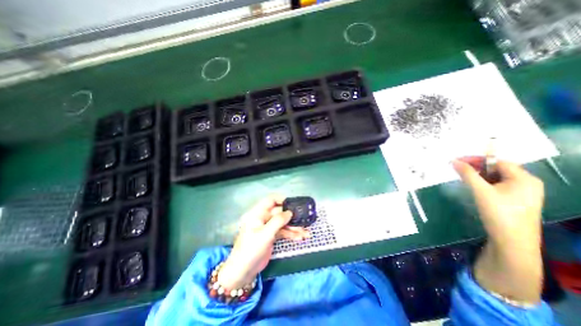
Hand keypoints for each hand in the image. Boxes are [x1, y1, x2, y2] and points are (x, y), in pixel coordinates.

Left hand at [216, 195, 307, 288]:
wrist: (243, 272)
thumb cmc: (251, 250)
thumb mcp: (265, 234)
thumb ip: (278, 221)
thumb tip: (290, 212)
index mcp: (257, 213)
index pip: (270, 200)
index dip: (282, 200)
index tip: (294, 204)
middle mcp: (263, 218)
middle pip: (280, 213)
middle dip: (292, 217)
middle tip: (304, 220)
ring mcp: (268, 227)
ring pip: (283, 223)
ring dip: (294, 227)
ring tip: (306, 233)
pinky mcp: (271, 236)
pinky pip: (283, 232)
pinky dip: (291, 234)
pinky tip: (300, 238)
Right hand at [454, 158, 544, 302]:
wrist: (512, 242)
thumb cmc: (499, 213)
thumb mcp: (480, 191)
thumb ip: (467, 174)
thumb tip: (454, 161)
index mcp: (524, 179)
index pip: (498, 161)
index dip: (477, 160)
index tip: (457, 161)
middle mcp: (527, 183)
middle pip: (498, 169)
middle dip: (477, 168)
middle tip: (458, 170)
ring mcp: (523, 193)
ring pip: (497, 178)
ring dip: (479, 176)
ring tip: (464, 178)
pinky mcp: (516, 201)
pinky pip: (498, 186)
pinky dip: (485, 184)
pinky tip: (474, 188)